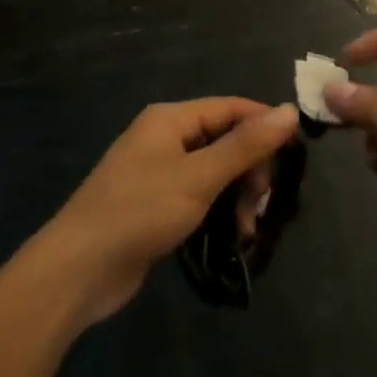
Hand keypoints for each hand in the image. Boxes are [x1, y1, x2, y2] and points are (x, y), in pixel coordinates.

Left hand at [43, 98, 298, 324]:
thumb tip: (289, 110)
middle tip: (260, 206)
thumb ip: (245, 145)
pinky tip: (232, 238)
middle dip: (249, 171)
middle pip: (224, 140)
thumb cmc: (140, 211)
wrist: (80, 267)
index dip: (265, 125)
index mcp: (170, 119)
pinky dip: (218, 213)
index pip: (230, 108)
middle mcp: (164, 138)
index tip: (296, 155)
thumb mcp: (199, 176)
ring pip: (215, 173)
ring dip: (237, 197)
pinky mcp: (156, 206)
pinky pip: (199, 197)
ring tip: (246, 231)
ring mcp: (158, 173)